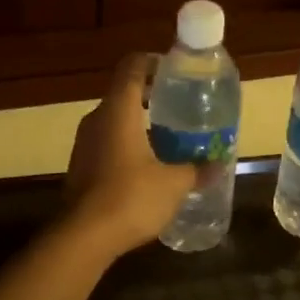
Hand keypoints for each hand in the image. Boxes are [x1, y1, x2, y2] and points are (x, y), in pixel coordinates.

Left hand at [64, 54, 200, 254]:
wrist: (83, 237)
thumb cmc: (131, 197)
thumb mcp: (173, 184)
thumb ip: (196, 170)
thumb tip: (219, 165)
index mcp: (118, 110)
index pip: (132, 66)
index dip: (153, 62)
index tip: (176, 71)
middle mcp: (97, 119)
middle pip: (124, 93)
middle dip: (152, 96)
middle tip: (181, 107)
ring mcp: (84, 143)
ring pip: (115, 120)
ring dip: (140, 123)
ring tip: (169, 137)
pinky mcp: (80, 166)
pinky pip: (107, 142)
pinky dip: (127, 144)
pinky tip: (148, 166)